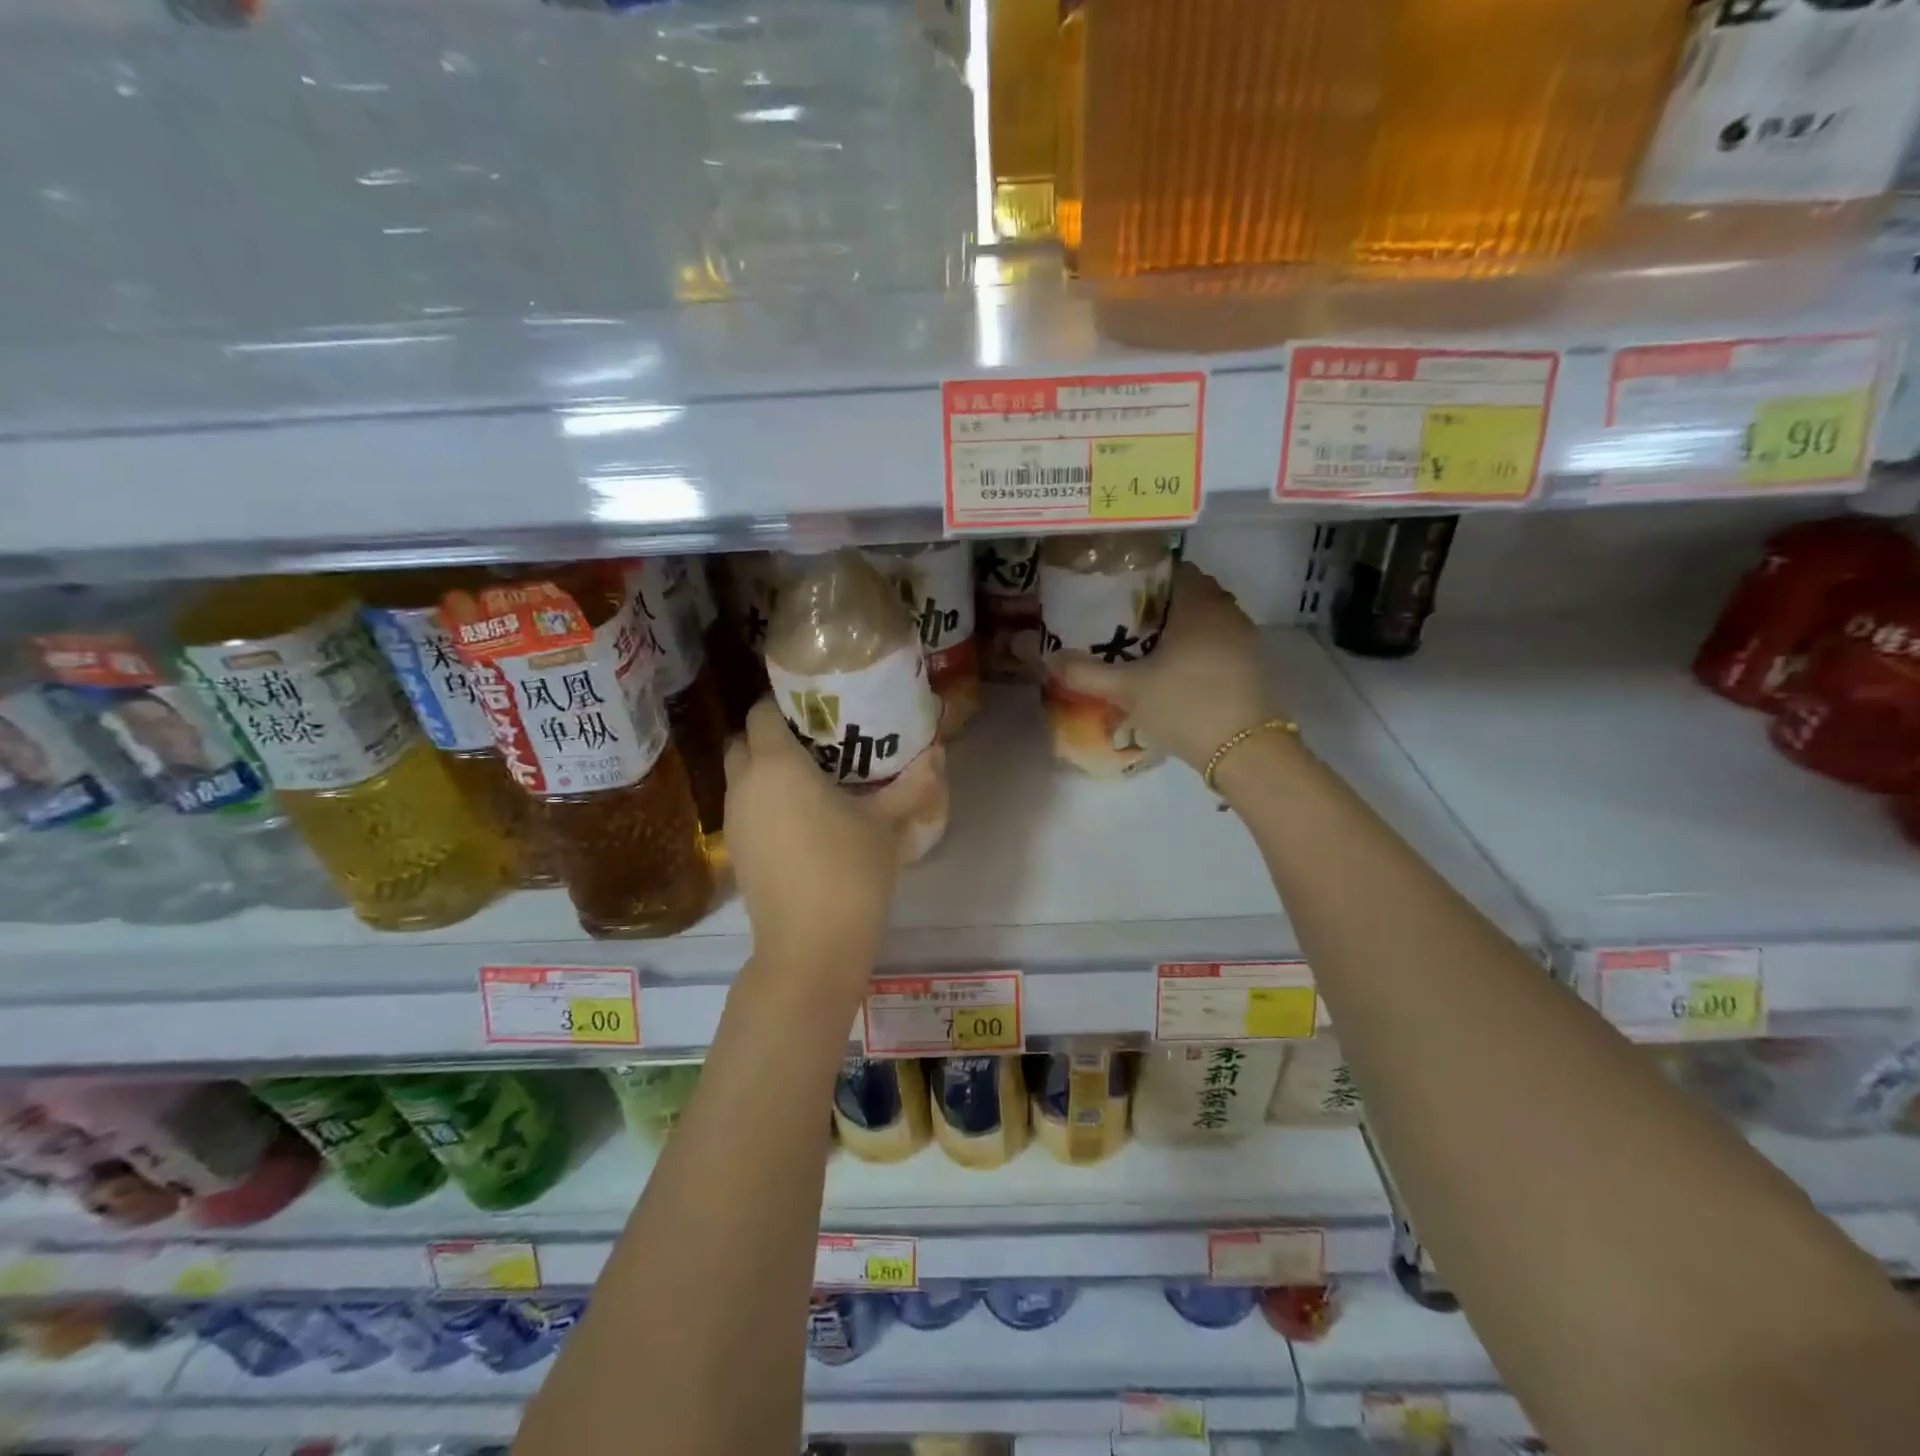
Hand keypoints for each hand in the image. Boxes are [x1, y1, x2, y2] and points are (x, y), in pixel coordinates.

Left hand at [724, 698, 902, 972]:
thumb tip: (937, 753)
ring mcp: (734, 820)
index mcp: (776, 765)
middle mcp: (745, 784)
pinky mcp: (735, 851)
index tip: (819, 710)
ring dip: (765, 769)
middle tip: (815, 742)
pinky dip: (763, 801)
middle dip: (771, 735)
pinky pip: (744, 807)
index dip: (785, 704)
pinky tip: (801, 818)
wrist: (810, 947)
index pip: (762, 711)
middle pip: (743, 740)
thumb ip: (911, 784)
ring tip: (812, 779)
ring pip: (740, 776)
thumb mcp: (886, 824)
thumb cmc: (849, 872)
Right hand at [1055, 562, 1273, 769]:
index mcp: (1199, 604)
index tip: (1117, 591)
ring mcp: (1243, 637)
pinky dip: (1195, 644)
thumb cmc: (1185, 705)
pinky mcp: (1249, 662)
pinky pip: (1217, 639)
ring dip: (1179, 624)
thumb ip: (1086, 672)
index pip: (1173, 569)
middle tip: (1123, 618)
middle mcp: (1226, 611)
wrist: (1244, 750)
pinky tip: (1171, 666)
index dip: (1144, 576)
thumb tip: (1049, 660)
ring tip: (1143, 643)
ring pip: (1205, 617)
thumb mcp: (1128, 689)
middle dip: (1159, 602)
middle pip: (1190, 592)